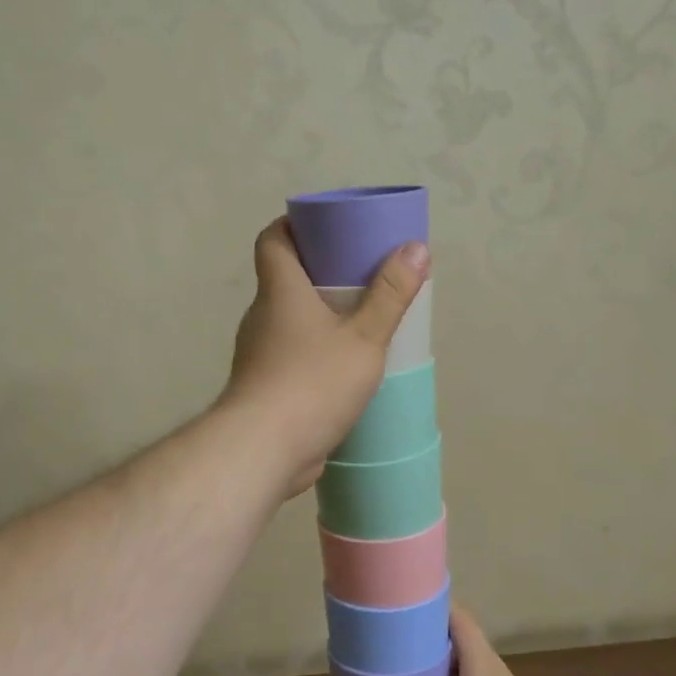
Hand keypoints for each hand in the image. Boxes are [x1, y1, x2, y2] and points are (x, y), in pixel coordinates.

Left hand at [221, 217, 428, 496]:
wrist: (263, 450)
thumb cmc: (313, 382)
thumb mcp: (364, 337)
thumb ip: (390, 295)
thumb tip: (416, 247)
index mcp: (279, 291)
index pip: (273, 239)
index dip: (295, 226)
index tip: (328, 228)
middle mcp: (262, 316)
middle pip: (285, 279)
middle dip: (320, 273)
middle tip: (362, 275)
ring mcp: (259, 354)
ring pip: (289, 321)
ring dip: (319, 317)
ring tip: (361, 322)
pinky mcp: (265, 388)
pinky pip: (291, 356)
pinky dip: (314, 352)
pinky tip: (344, 369)